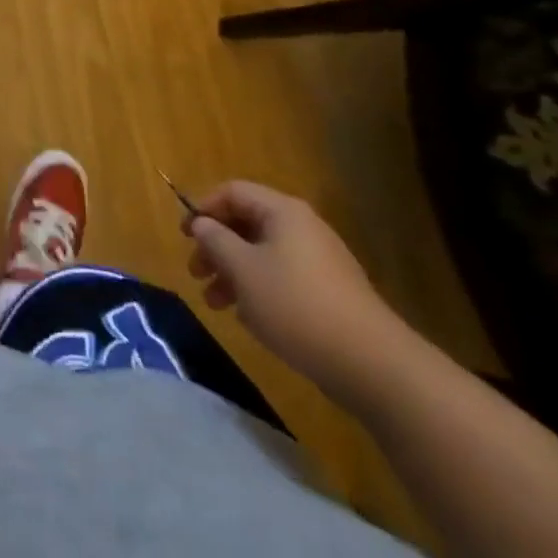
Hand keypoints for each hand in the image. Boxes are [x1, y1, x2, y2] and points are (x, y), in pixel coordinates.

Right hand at [183, 180, 408, 397]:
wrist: (373, 366)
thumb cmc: (296, 305)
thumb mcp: (243, 270)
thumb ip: (215, 240)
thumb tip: (202, 223)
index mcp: (282, 212)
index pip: (233, 191)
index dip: (204, 207)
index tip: (185, 235)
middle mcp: (302, 228)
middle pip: (247, 223)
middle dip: (216, 246)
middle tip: (196, 273)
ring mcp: (320, 261)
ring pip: (263, 255)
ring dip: (233, 272)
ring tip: (215, 303)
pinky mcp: (330, 294)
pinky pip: (283, 278)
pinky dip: (259, 290)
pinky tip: (248, 319)